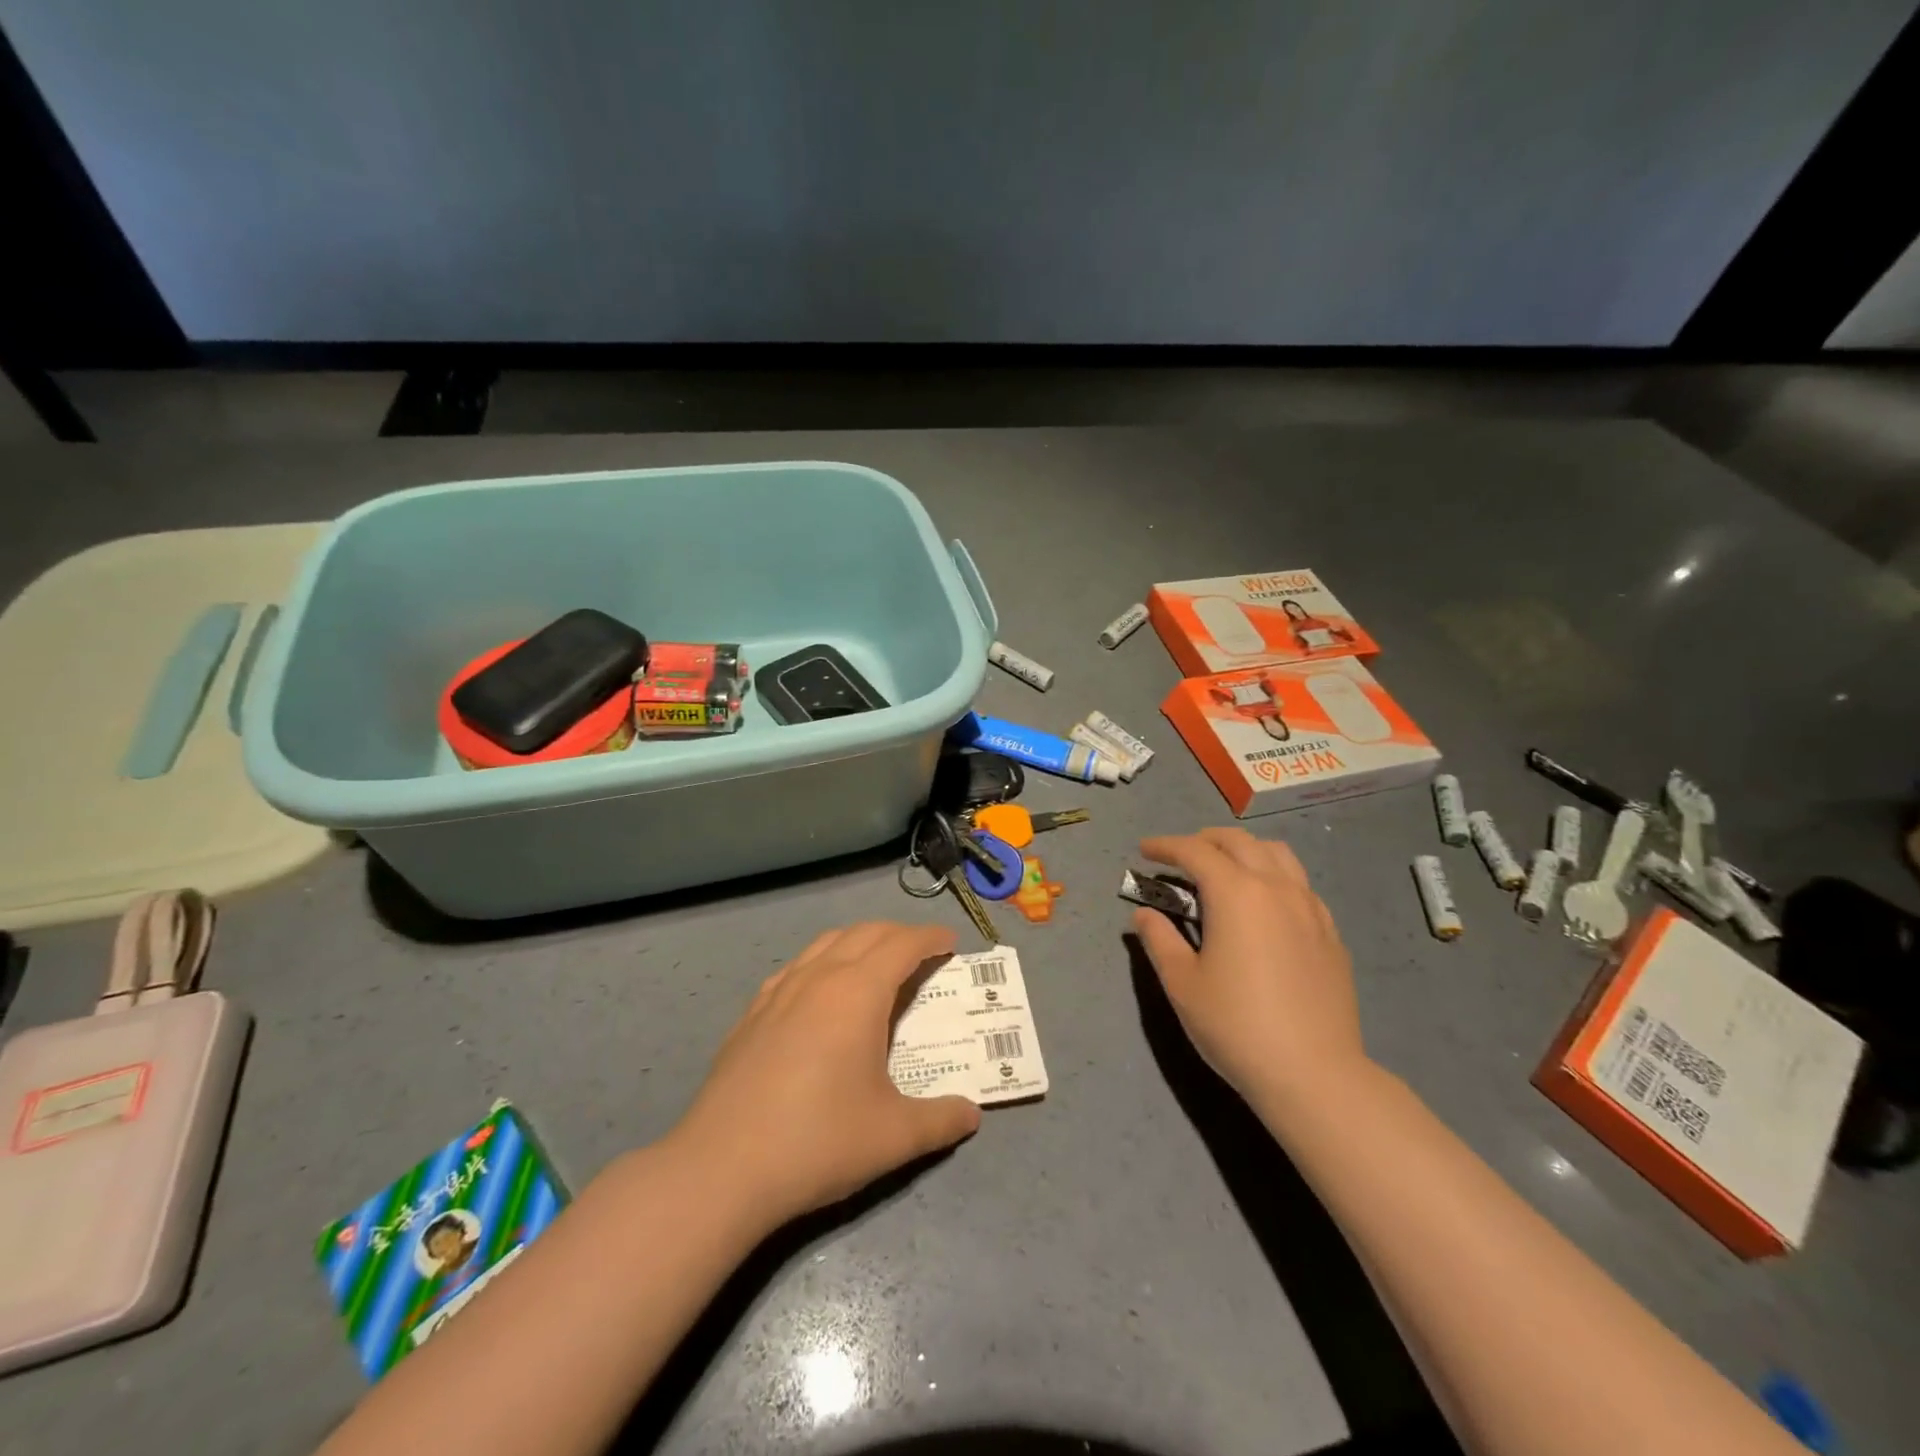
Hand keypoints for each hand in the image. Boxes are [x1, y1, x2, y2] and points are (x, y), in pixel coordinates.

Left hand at [671, 922, 981, 1227]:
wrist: (721, 1168)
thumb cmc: (818, 1141)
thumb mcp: (894, 1137)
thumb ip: (941, 1120)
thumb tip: (971, 1114)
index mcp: (858, 992)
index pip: (903, 944)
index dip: (931, 938)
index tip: (951, 942)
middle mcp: (819, 977)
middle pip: (866, 933)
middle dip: (899, 935)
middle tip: (922, 954)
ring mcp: (779, 991)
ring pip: (827, 943)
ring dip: (859, 942)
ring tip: (876, 965)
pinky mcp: (752, 1013)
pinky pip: (797, 967)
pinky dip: (823, 962)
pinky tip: (821, 993)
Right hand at [1131, 828, 1369, 1108]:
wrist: (1313, 1073)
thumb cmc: (1236, 1026)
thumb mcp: (1182, 983)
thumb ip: (1159, 939)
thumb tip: (1145, 913)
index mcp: (1236, 893)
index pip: (1195, 851)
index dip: (1165, 845)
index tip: (1144, 849)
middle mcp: (1276, 888)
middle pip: (1238, 842)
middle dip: (1203, 840)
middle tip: (1179, 856)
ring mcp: (1310, 908)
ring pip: (1276, 854)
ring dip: (1243, 850)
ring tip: (1224, 869)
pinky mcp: (1330, 932)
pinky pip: (1299, 884)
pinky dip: (1273, 876)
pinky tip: (1263, 905)